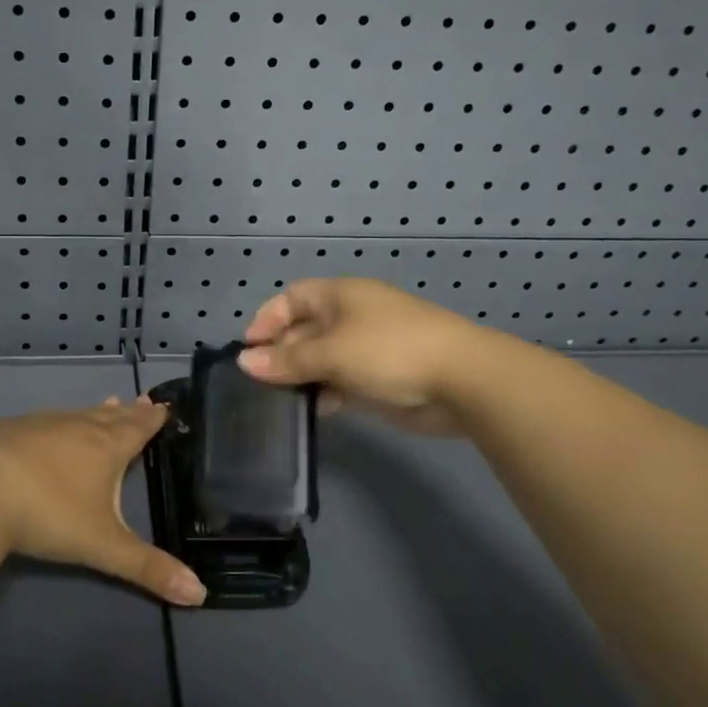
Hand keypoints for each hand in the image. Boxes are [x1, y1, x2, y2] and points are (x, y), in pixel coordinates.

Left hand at [0, 398, 205, 605]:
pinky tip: (49, 428)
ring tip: (105, 405)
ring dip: (95, 413)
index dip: (153, 419)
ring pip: (76, 415)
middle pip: (110, 416)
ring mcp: (39, 424)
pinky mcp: (8, 429)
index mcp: (105, 447)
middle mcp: (76, 427)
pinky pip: (44, 421)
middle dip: (128, 411)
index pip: (137, 428)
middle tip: (143, 400)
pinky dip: (59, 422)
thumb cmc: (47, 513)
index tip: (164, 406)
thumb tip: (201, 595)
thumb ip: (148, 569)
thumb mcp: (103, 546)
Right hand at [238, 278, 508, 436]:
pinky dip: (326, 392)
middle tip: (260, 382)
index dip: (267, 319)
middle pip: (304, 330)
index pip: (292, 298)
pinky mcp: (380, 377)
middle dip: (281, 353)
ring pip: (322, 358)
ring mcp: (367, 347)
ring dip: (302, 376)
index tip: (249, 350)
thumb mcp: (331, 354)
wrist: (463, 380)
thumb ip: (286, 360)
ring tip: (279, 400)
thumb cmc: (389, 352)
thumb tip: (244, 361)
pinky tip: (315, 409)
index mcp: (340, 296)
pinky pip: (342, 380)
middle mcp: (351, 317)